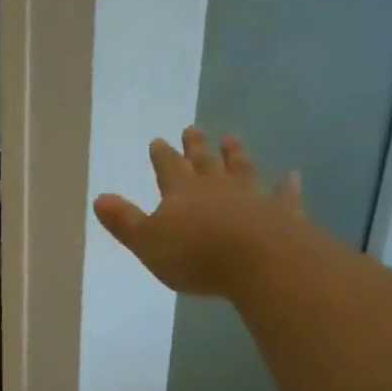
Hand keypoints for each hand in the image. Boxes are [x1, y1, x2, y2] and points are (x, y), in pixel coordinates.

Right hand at [94, 127, 302, 298]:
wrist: (257, 261)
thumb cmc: (195, 255)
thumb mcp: (147, 242)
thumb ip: (124, 221)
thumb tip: (99, 198)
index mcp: (181, 192)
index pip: (168, 167)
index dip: (162, 155)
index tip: (159, 141)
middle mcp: (216, 187)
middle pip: (204, 161)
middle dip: (196, 146)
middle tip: (192, 129)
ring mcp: (251, 197)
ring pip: (241, 169)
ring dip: (235, 154)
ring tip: (232, 138)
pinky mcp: (281, 214)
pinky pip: (284, 196)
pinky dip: (287, 186)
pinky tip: (292, 176)